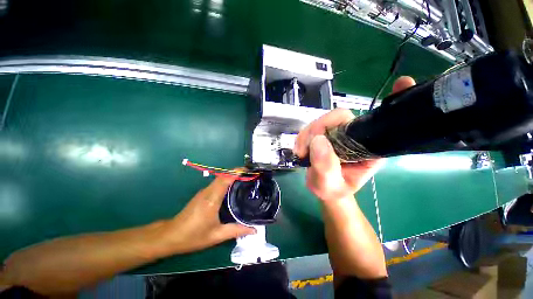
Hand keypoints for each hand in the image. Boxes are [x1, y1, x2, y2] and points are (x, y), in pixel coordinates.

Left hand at [163, 174, 255, 253]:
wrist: (170, 236)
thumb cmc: (193, 236)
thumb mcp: (217, 235)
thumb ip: (236, 230)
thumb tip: (254, 230)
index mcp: (212, 200)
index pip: (225, 179)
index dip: (236, 172)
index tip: (248, 170)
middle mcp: (208, 192)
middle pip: (223, 176)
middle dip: (237, 172)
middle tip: (250, 174)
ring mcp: (204, 192)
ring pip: (220, 178)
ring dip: (232, 175)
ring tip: (245, 179)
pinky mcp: (202, 194)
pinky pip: (216, 183)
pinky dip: (226, 180)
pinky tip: (233, 187)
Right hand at [294, 76, 415, 201]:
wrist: (323, 188)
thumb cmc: (332, 190)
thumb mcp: (328, 186)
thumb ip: (325, 168)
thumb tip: (318, 141)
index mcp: (368, 148)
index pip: (371, 122)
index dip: (386, 104)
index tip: (404, 83)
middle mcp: (354, 136)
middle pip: (337, 117)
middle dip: (317, 129)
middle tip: (305, 149)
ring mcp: (337, 133)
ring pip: (321, 121)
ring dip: (306, 135)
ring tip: (301, 153)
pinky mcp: (323, 134)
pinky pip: (311, 127)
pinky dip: (302, 136)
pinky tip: (300, 149)